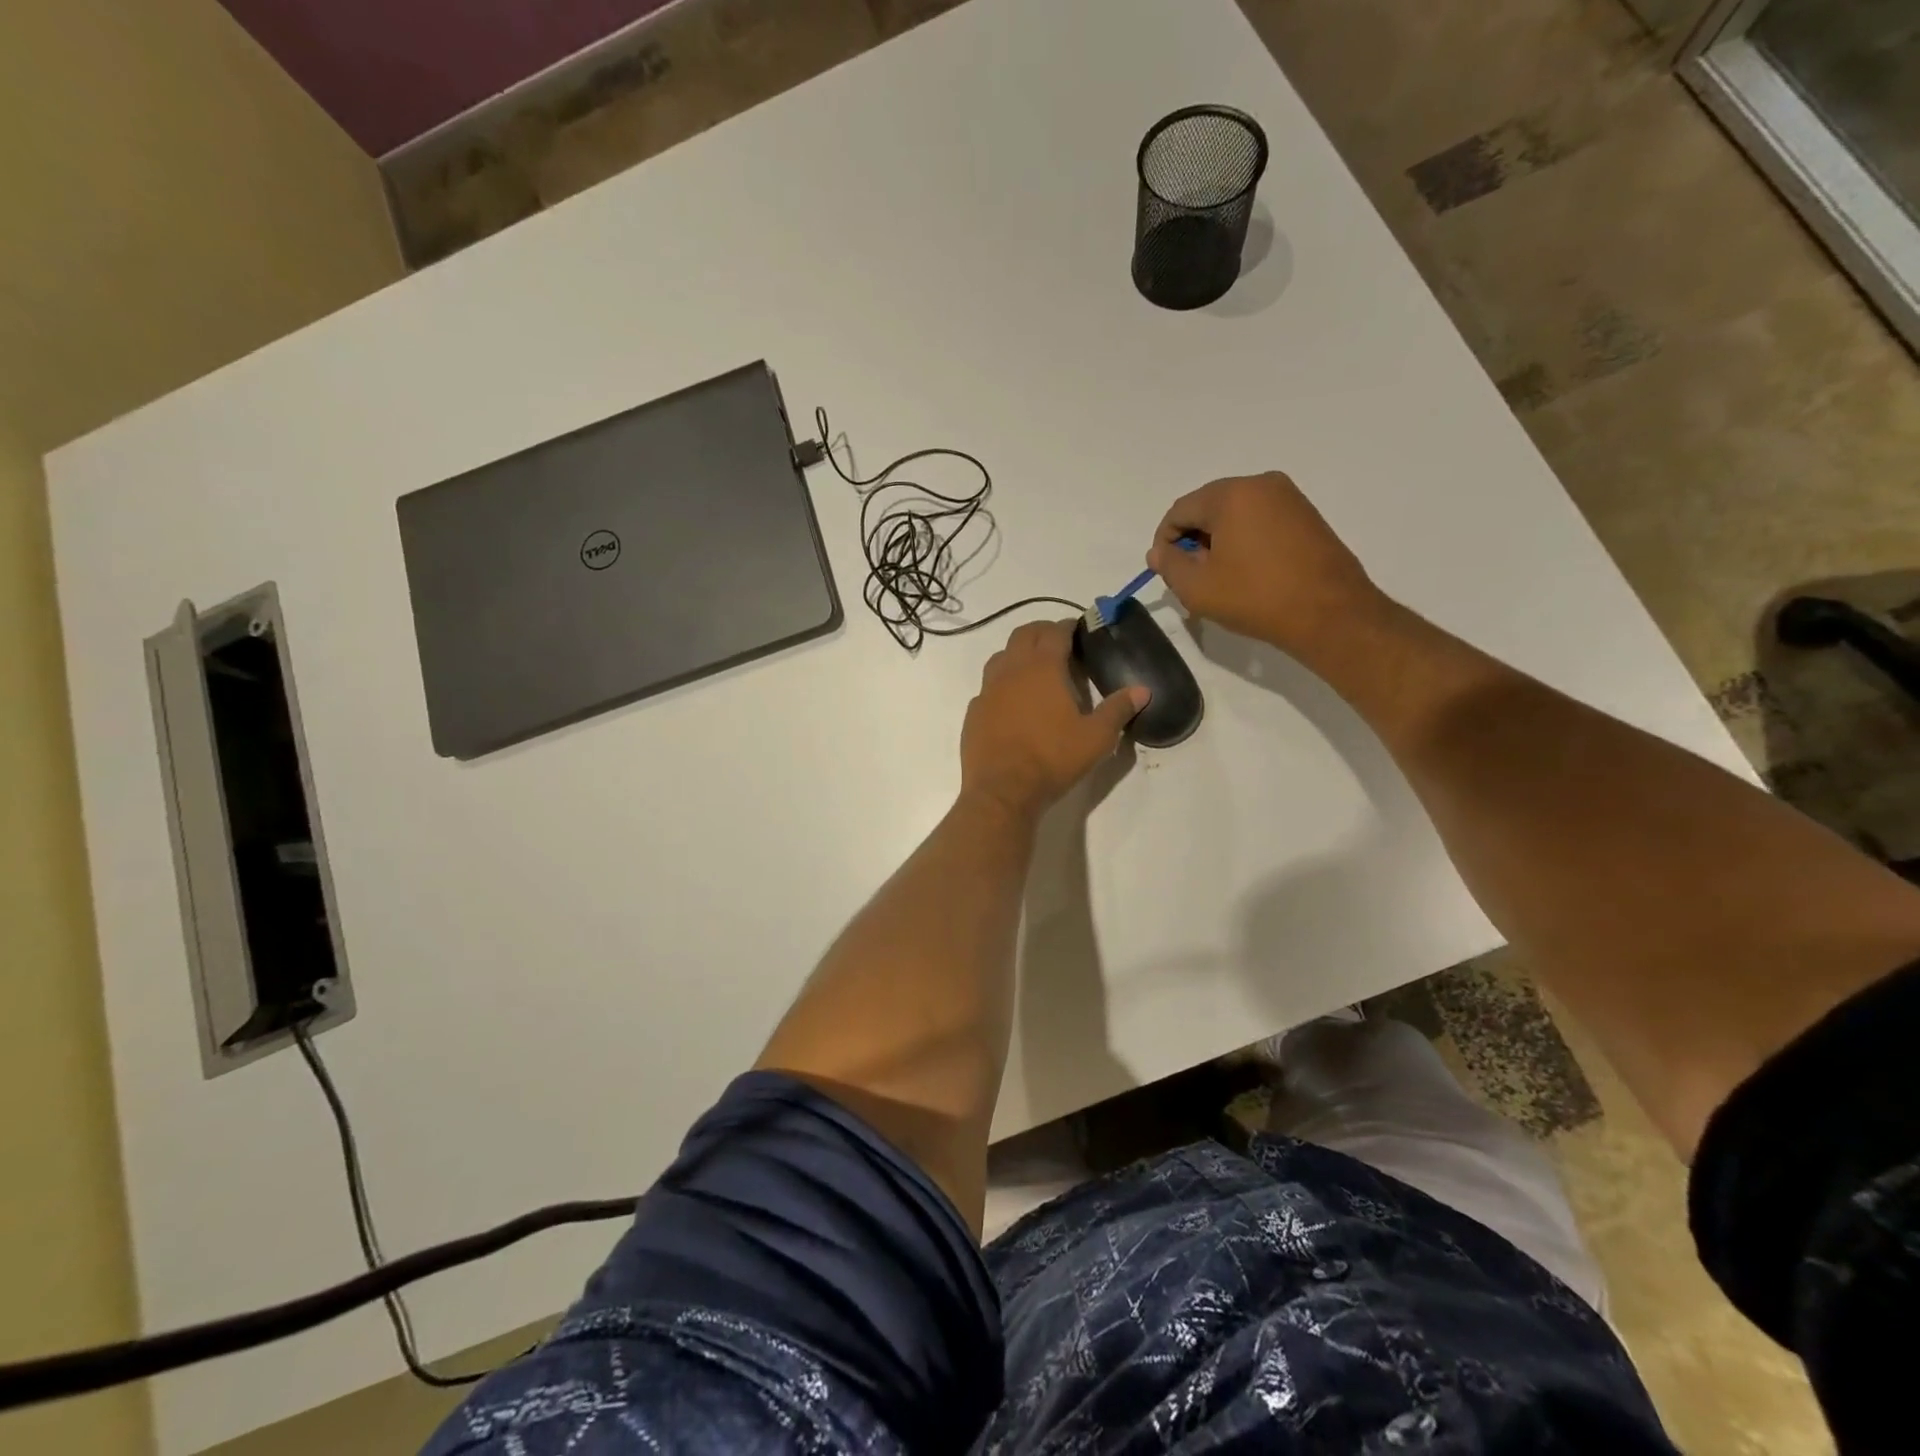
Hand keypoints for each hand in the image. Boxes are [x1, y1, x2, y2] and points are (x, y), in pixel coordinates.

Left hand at [960, 621, 1148, 818]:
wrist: (1003, 790)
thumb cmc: (1052, 759)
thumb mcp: (1096, 738)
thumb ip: (1118, 710)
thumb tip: (1142, 690)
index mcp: (1042, 668)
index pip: (1054, 631)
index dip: (1068, 626)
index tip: (1078, 629)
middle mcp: (1011, 670)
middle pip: (1023, 634)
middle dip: (1042, 632)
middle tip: (1058, 643)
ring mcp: (987, 690)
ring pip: (1001, 657)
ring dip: (1018, 654)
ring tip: (1035, 669)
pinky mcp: (974, 712)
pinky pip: (987, 687)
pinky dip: (1002, 684)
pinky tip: (1012, 703)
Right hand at [1147, 472, 1389, 656]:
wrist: (1330, 614)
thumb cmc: (1256, 597)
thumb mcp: (1197, 588)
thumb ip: (1168, 565)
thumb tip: (1159, 552)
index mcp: (1231, 494)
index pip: (1180, 510)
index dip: (1165, 542)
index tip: (1166, 572)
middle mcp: (1261, 484)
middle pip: (1208, 508)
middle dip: (1193, 541)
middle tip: (1191, 578)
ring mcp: (1289, 497)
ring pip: (1235, 514)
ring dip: (1218, 542)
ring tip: (1219, 579)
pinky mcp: (1307, 515)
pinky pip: (1260, 521)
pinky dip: (1244, 541)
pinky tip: (1247, 573)